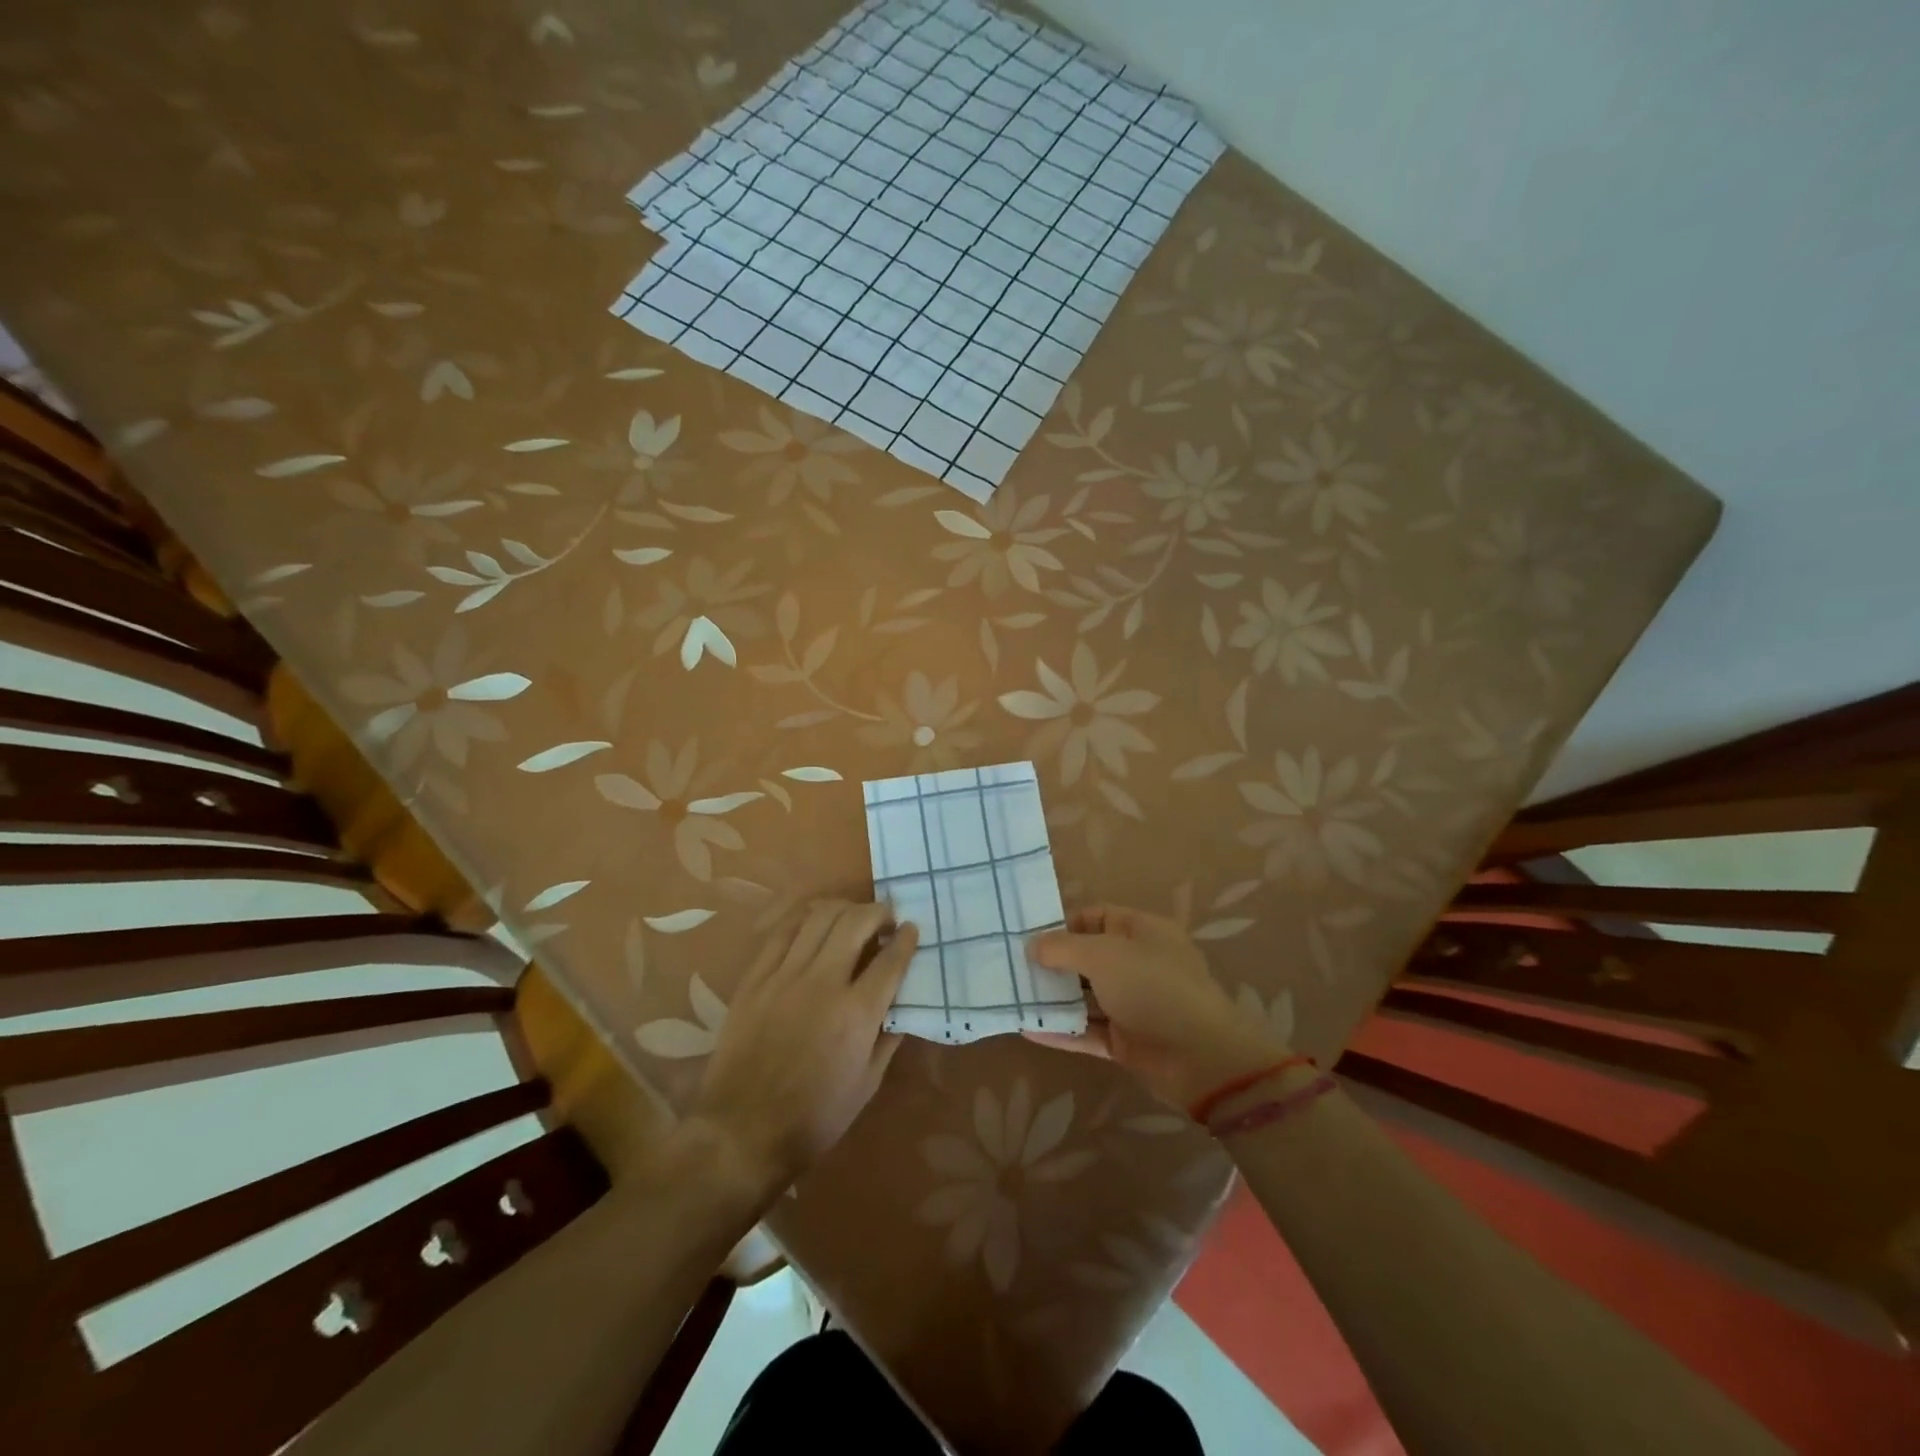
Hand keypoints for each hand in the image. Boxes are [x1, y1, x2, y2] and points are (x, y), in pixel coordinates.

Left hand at [686, 900, 917, 1200]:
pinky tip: (814, 920)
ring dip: (844, 908)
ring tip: (853, 915)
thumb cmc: (814, 1117)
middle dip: (878, 912)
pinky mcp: (756, 978)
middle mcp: (824, 983)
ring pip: (819, 917)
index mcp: (857, 1013)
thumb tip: (901, 1006)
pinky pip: (782, 931)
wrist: (743, 1130)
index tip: (912, 930)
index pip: (891, 959)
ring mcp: (785, 976)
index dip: (907, 939)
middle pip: (856, 923)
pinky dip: (805, 917)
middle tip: (886, 918)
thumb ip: (888, 1038)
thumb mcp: (867, 1085)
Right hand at [1028, 904, 1289, 1109]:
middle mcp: (1138, 963)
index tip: (1026, 936)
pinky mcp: (1127, 1041)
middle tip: (1011, 967)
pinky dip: (1061, 1030)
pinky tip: (1027, 1030)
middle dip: (1052, 962)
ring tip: (1012, 996)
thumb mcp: (1104, 955)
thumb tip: (1032, 945)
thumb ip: (1063, 948)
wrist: (1202, 1057)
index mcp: (1141, 931)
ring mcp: (1133, 1003)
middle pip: (1087, 957)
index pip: (1095, 917)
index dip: (1062, 924)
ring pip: (1086, 996)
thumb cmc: (1154, 988)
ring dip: (1053, 997)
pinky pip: (1088, 1030)